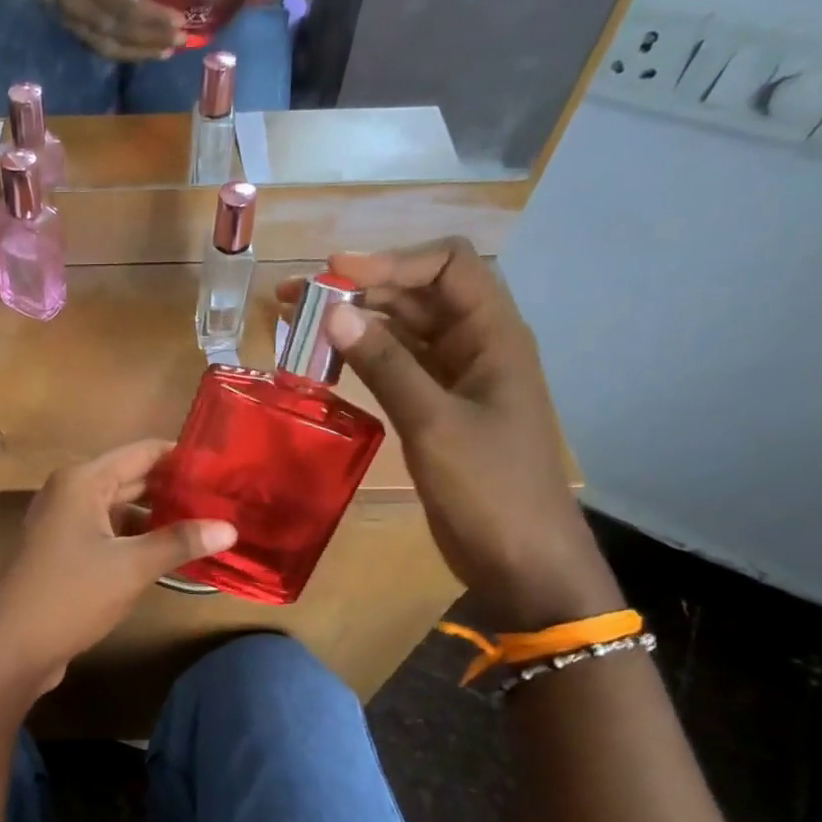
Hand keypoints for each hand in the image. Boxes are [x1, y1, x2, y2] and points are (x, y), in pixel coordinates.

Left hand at [0, 441, 235, 694]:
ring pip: (121, 507)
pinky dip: (138, 536)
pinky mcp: (65, 549)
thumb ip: (180, 542)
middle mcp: (71, 491)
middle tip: (225, 496)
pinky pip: (110, 530)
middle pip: (132, 477)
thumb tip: (231, 527)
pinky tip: (171, 549)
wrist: (13, 646)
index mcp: (83, 480)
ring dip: (158, 514)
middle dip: (175, 487)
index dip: (184, 457)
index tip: (225, 466)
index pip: (143, 452)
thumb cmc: (72, 595)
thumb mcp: (132, 567)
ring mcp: (65, 521)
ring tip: (207, 521)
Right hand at [25, 0, 184, 61]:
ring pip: (112, 47)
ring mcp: (75, 23)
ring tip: (166, 51)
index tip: (179, 20)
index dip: (154, 17)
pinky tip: (144, 52)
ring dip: (142, 52)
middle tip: (180, 40)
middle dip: (153, 38)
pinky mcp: (74, 32)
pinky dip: (126, 53)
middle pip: (121, 32)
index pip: (127, 7)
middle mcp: (80, 7)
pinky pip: (103, 49)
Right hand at [277, 241, 621, 629]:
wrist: (522, 561)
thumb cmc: (489, 489)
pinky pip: (400, 366)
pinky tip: (329, 361)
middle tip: (299, 299)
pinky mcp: (438, 410)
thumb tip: (333, 312)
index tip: (332, 276)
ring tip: (302, 323)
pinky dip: (365, 357)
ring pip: (406, 330)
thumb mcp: (433, 422)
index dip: (392, 260)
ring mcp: (458, 379)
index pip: (448, 267)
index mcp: (494, 336)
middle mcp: (477, 346)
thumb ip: (385, 365)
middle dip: (363, 287)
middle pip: (421, 294)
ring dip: (359, 320)